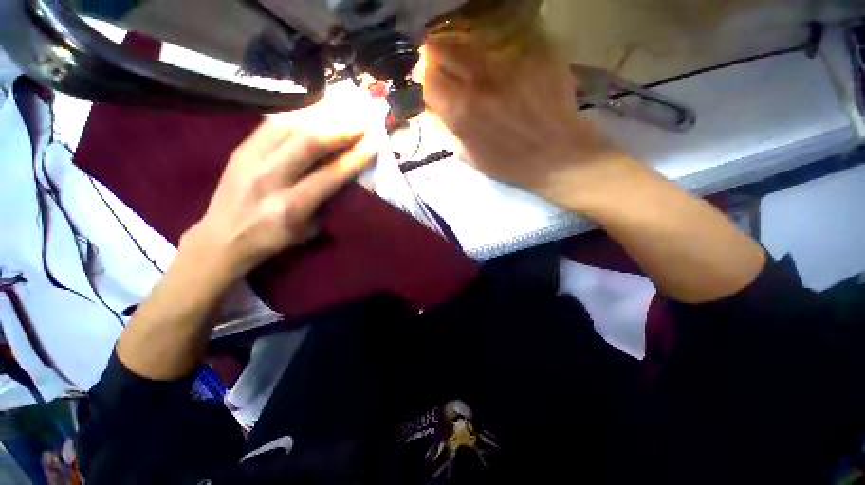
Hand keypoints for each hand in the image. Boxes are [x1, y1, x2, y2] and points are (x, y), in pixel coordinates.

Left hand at [183, 117, 377, 281]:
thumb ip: (330, 200)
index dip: (357, 156)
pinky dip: (298, 114)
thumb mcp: (310, 228)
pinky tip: (315, 111)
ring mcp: (250, 159)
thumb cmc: (274, 238)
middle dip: (342, 128)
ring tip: (343, 111)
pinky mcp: (240, 148)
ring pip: (290, 125)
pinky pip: (272, 123)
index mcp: (292, 206)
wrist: (222, 237)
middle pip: (309, 142)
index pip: (332, 174)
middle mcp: (270, 178)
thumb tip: (349, 173)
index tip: (375, 142)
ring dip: (321, 116)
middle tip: (362, 121)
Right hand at [422, 35, 628, 205]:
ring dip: (469, 58)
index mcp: (462, 110)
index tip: (429, 80)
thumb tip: (434, 110)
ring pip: (475, 45)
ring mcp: (510, 63)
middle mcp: (481, 79)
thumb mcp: (469, 157)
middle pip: (445, 46)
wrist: (560, 158)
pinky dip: (500, 62)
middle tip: (447, 67)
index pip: (428, 76)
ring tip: (482, 76)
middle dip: (438, 55)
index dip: (425, 77)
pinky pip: (506, 52)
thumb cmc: (510, 165)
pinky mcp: (535, 56)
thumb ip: (447, 130)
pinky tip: (511, 80)